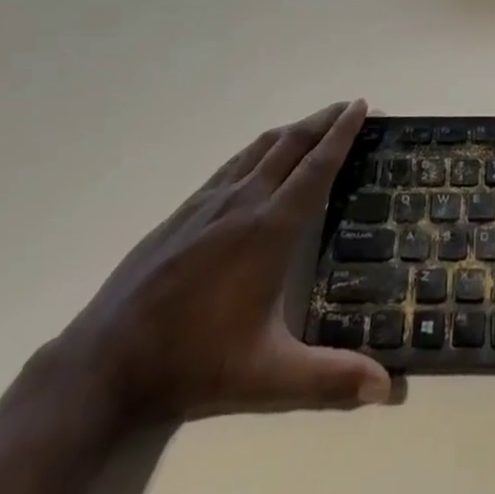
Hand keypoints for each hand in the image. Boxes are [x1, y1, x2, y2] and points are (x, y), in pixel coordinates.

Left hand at [56, 100, 390, 426]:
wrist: (107, 359)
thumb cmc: (194, 361)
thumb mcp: (267, 376)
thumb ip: (329, 379)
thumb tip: (387, 387)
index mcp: (270, 228)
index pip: (317, 167)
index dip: (342, 134)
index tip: (361, 105)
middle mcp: (244, 201)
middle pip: (291, 144)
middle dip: (323, 121)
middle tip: (350, 106)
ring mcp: (210, 201)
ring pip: (260, 147)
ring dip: (293, 130)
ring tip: (314, 125)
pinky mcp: (185, 210)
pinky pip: (234, 163)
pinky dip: (260, 148)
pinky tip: (259, 159)